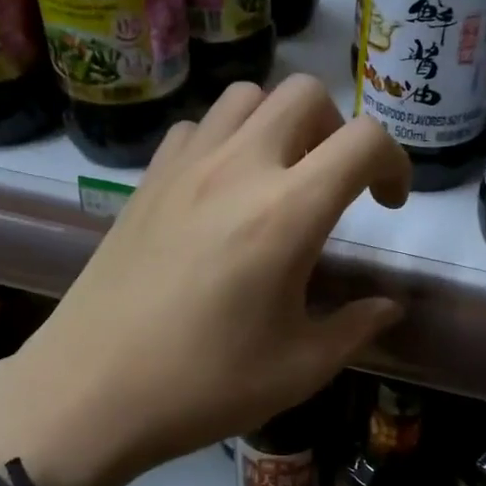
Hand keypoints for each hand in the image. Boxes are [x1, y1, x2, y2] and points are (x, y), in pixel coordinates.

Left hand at [0, 76, 410, 485]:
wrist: (90, 392)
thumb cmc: (203, 386)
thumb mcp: (299, 368)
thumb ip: (356, 328)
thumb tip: (389, 308)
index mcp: (287, 212)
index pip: (364, 141)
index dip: (396, 161)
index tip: (389, 203)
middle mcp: (238, 169)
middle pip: (306, 94)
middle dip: (338, 129)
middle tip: (335, 184)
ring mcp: (184, 167)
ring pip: (246, 97)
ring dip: (279, 123)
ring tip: (280, 177)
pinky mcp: (146, 179)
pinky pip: (197, 127)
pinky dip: (225, 139)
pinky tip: (221, 190)